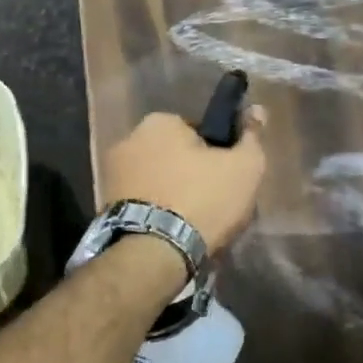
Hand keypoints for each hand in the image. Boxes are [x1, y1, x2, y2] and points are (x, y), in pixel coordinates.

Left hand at [100, 107, 267, 253]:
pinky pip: (142, 202)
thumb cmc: (203, 199)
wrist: (155, 253)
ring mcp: (112, 174)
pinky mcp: (105, 206)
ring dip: (172, 194)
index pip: (197, 132)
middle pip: (174, 155)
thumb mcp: (244, 167)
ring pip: (157, 180)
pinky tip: (172, 233)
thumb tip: (257, 110)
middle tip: (213, 203)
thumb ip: (252, 137)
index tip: (226, 178)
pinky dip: (156, 213)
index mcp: (160, 122)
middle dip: (190, 174)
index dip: (217, 155)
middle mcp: (128, 139)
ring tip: (193, 224)